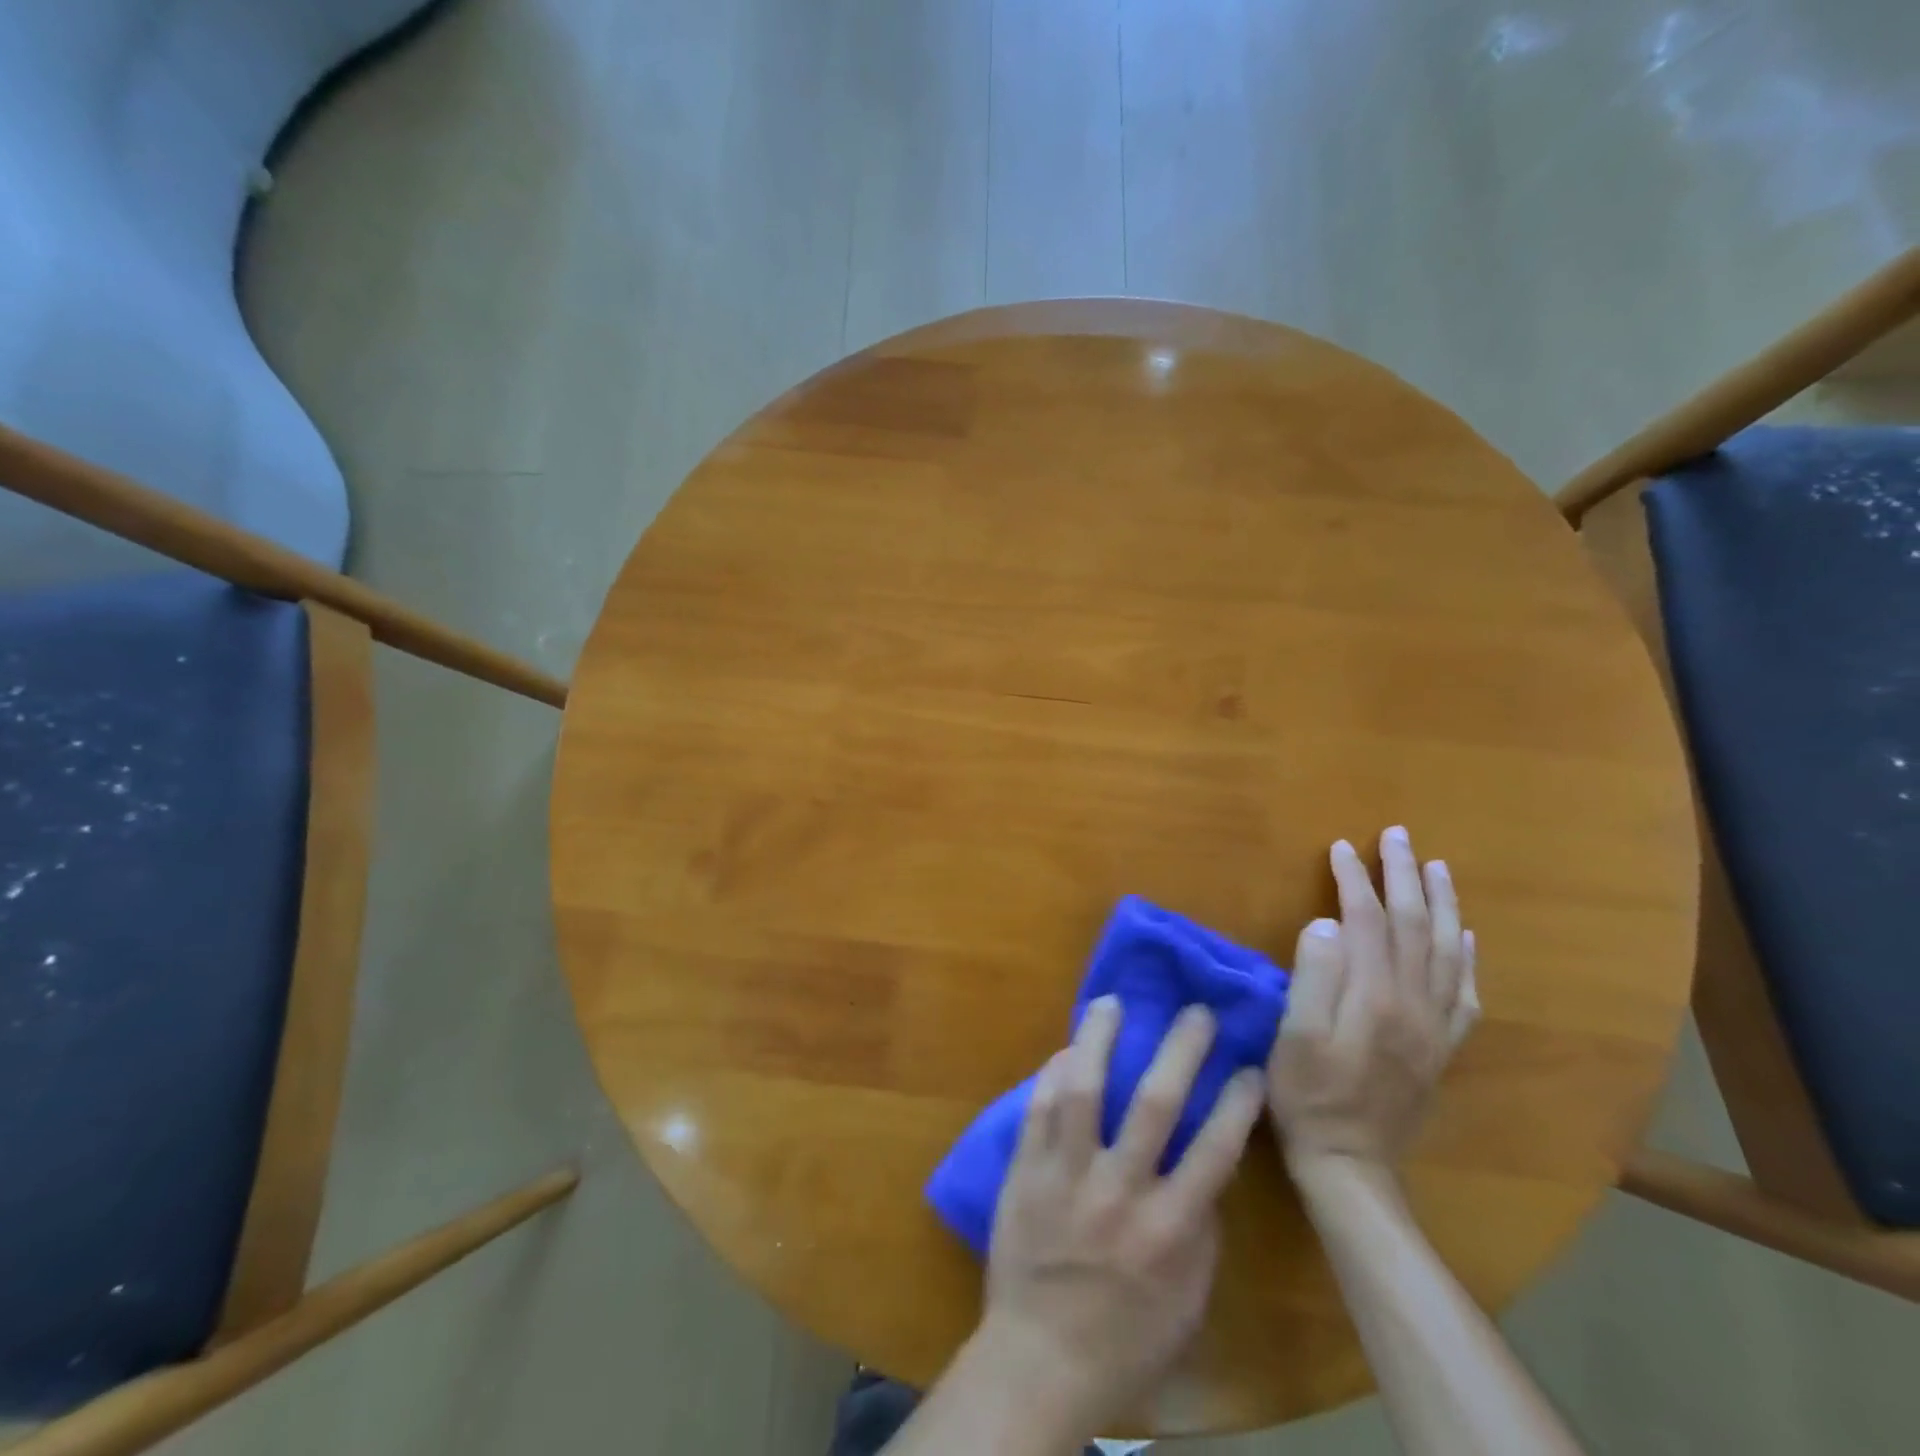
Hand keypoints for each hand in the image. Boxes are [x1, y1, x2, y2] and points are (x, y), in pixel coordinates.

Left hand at [977, 997, 1266, 1437]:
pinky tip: (1068, 1048)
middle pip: (1154, 1104)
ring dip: (1100, 1039)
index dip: (1236, 1103)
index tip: (1249, 1066)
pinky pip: (1039, 1108)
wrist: (1038, 1360)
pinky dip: (1055, 1072)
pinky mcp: (1024, 1170)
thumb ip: (1200, 1230)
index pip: (1214, 1151)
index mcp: (1168, 1231)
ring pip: (1084, 1090)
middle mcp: (1119, 1192)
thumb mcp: (1187, 1301)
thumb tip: (1206, 1166)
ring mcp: (1066, 1176)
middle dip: (1180, 1050)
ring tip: (1111, 1002)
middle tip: (1195, 1011)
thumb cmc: (1125, 1340)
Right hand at [1268, 826, 1478, 1172]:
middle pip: (1414, 926)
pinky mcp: (1441, 1047)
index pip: (1368, 920)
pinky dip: (1467, 956)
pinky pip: (1465, 992)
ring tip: (1437, 868)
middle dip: (1405, 876)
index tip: (1341, 846)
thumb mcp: (1294, 1038)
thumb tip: (1325, 924)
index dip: (1355, 879)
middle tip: (1398, 837)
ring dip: (1441, 904)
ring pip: (1447, 951)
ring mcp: (1435, 1026)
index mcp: (1375, 997)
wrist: (1351, 1164)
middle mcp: (1415, 1003)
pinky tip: (1465, 937)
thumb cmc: (1308, 1096)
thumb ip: (1312, 978)